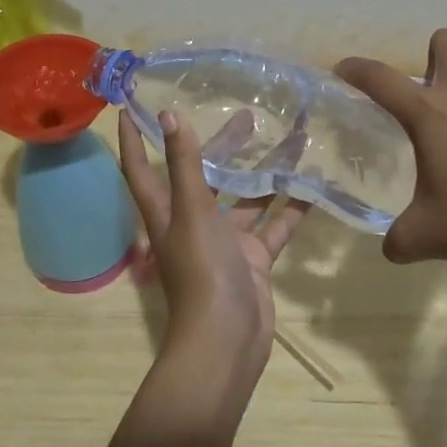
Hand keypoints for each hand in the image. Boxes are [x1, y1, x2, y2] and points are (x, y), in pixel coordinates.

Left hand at [118, 109, 311, 388]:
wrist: (228, 340)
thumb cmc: (201, 271)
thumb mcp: (191, 210)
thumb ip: (184, 163)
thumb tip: (168, 114)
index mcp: (167, 212)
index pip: (141, 168)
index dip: (133, 139)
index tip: (131, 106)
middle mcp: (193, 222)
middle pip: (206, 175)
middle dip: (223, 145)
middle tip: (249, 114)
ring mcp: (226, 242)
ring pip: (247, 198)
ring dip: (267, 172)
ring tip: (294, 139)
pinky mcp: (254, 259)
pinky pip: (275, 225)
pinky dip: (293, 207)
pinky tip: (315, 183)